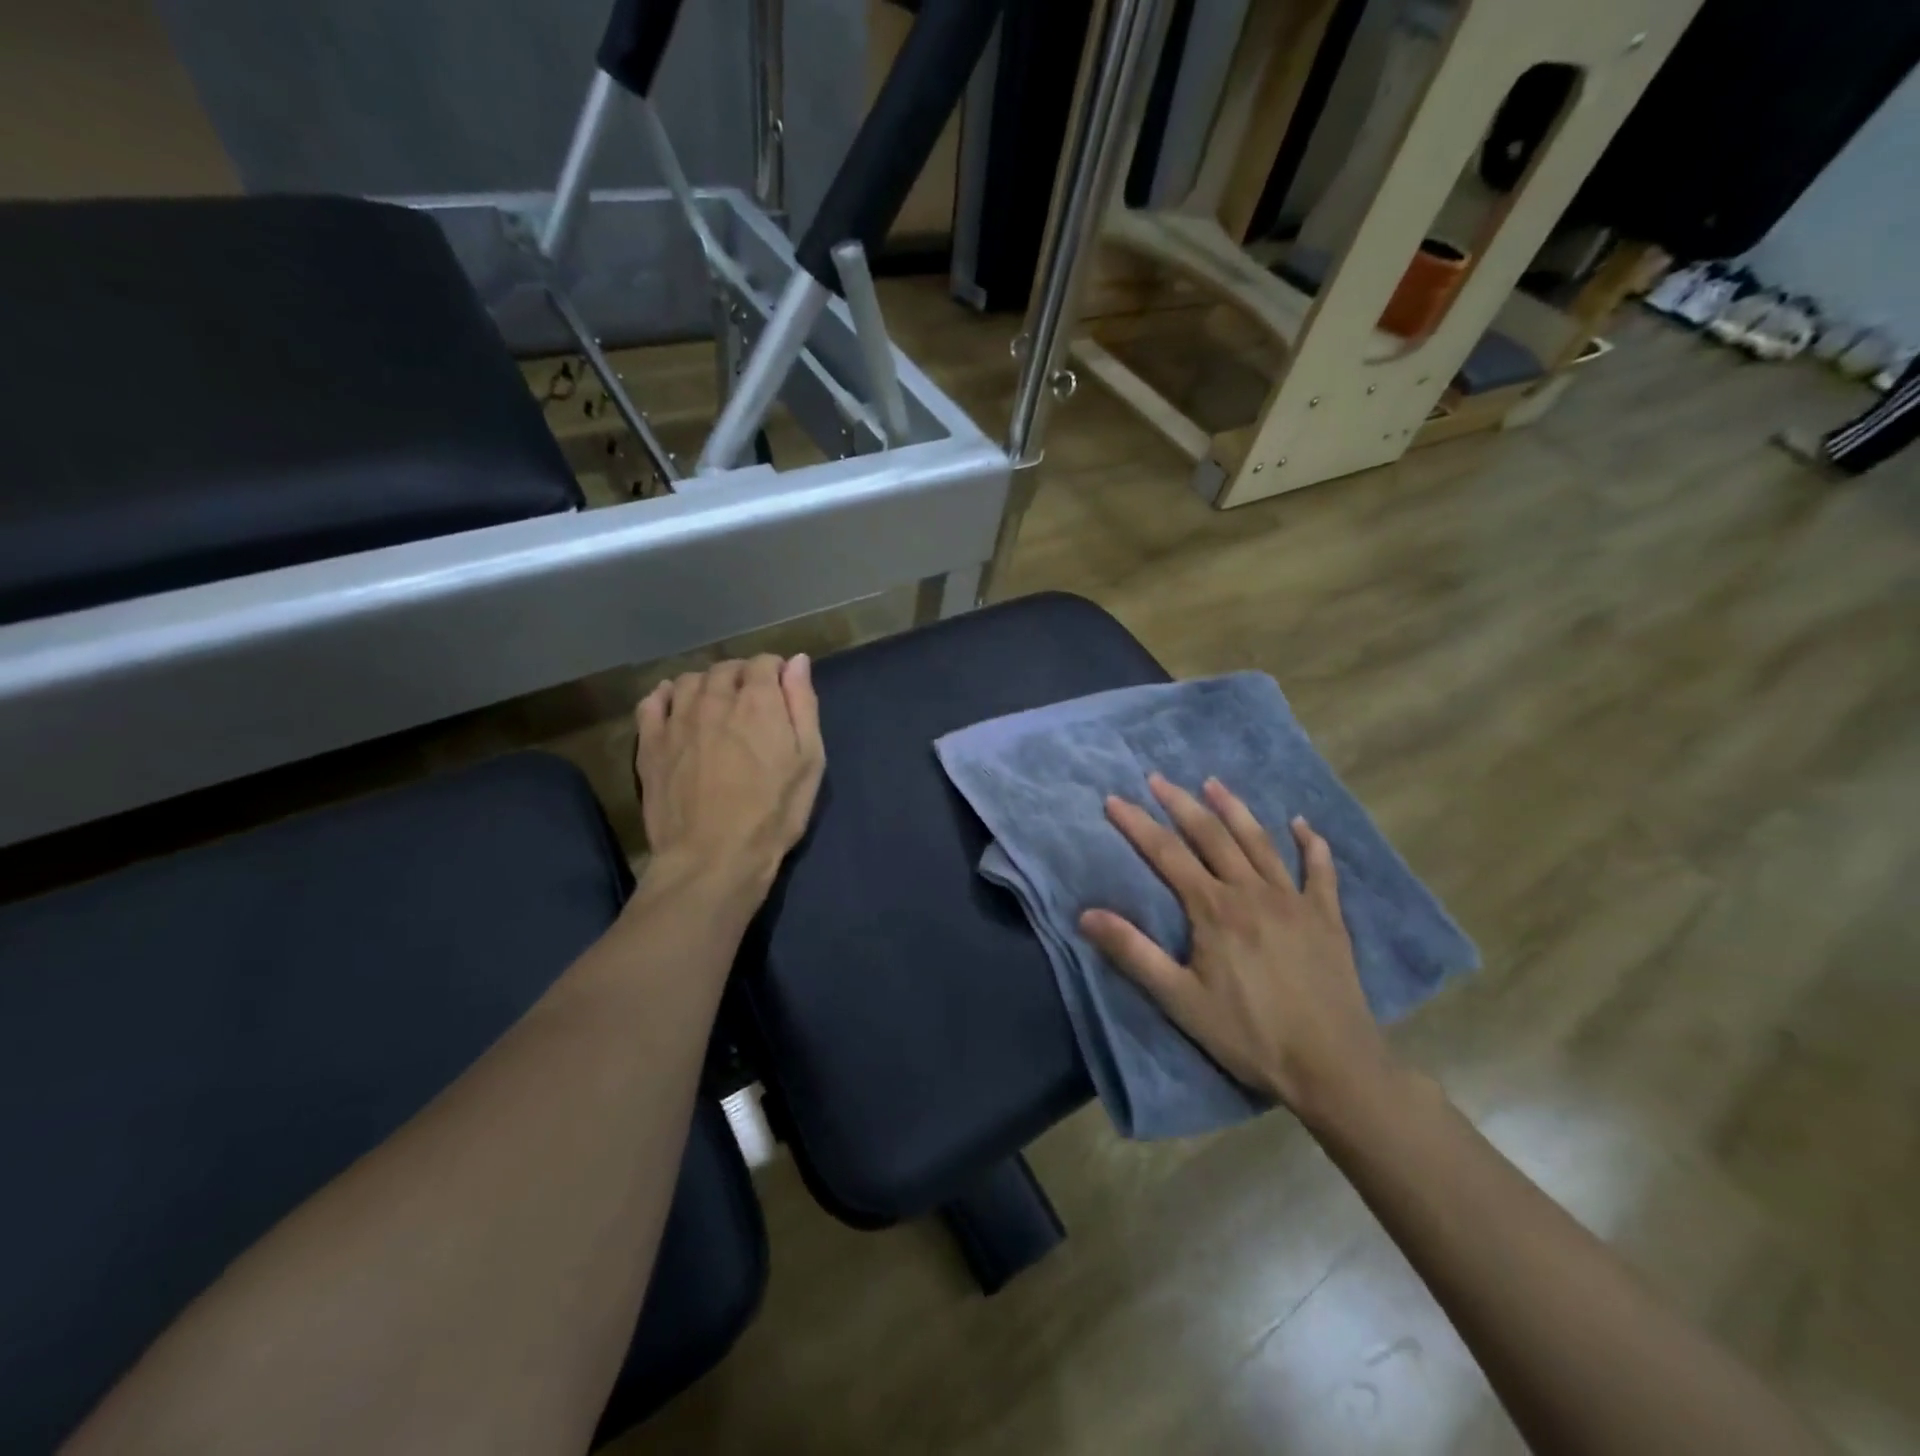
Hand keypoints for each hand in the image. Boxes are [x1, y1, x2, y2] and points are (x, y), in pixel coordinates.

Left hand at [635, 654, 824, 896]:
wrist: (713, 857)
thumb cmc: (773, 812)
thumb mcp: (809, 761)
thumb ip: (802, 705)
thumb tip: (796, 660)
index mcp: (758, 701)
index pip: (763, 662)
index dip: (775, 672)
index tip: (781, 692)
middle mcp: (714, 698)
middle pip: (726, 668)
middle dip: (742, 677)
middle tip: (752, 704)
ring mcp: (677, 719)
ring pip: (689, 680)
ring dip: (706, 685)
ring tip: (716, 707)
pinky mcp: (650, 742)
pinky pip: (652, 702)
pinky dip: (666, 697)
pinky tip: (676, 710)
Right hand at [1079, 774, 1391, 1118]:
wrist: (1333, 1066)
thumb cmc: (1249, 1035)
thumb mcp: (1180, 1000)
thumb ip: (1133, 953)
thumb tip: (1087, 914)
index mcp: (1214, 909)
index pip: (1167, 853)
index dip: (1137, 824)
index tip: (1114, 799)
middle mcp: (1252, 891)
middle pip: (1212, 835)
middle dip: (1181, 803)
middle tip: (1158, 778)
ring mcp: (1294, 900)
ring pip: (1260, 841)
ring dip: (1235, 809)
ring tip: (1213, 783)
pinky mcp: (1327, 916)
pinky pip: (1320, 870)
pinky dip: (1311, 844)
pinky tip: (1302, 824)